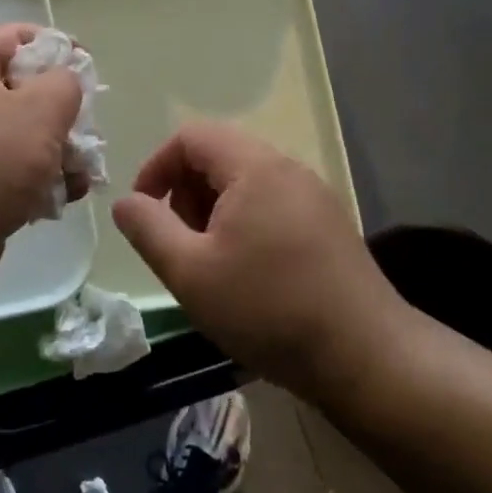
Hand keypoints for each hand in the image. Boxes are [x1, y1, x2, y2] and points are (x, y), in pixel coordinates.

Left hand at [0, 24, 84, 296]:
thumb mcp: (40, 111)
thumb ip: (65, 84)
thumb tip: (64, 82)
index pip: (9, 36)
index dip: (50, 41)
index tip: (85, 62)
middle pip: (19, 90)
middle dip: (61, 109)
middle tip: (87, 128)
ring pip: (20, 136)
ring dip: (57, 150)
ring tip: (83, 172)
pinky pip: (9, 172)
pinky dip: (38, 180)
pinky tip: (64, 198)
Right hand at [112, 122, 399, 396]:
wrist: (365, 356)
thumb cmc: (268, 309)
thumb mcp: (190, 272)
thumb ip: (148, 229)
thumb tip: (126, 202)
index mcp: (254, 167)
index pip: (191, 136)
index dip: (156, 167)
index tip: (144, 212)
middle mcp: (288, 168)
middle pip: (219, 155)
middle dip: (185, 192)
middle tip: (178, 244)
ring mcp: (314, 195)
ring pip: (246, 182)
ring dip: (214, 211)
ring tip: (210, 263)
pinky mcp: (329, 224)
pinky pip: (272, 204)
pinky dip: (244, 223)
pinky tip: (247, 273)